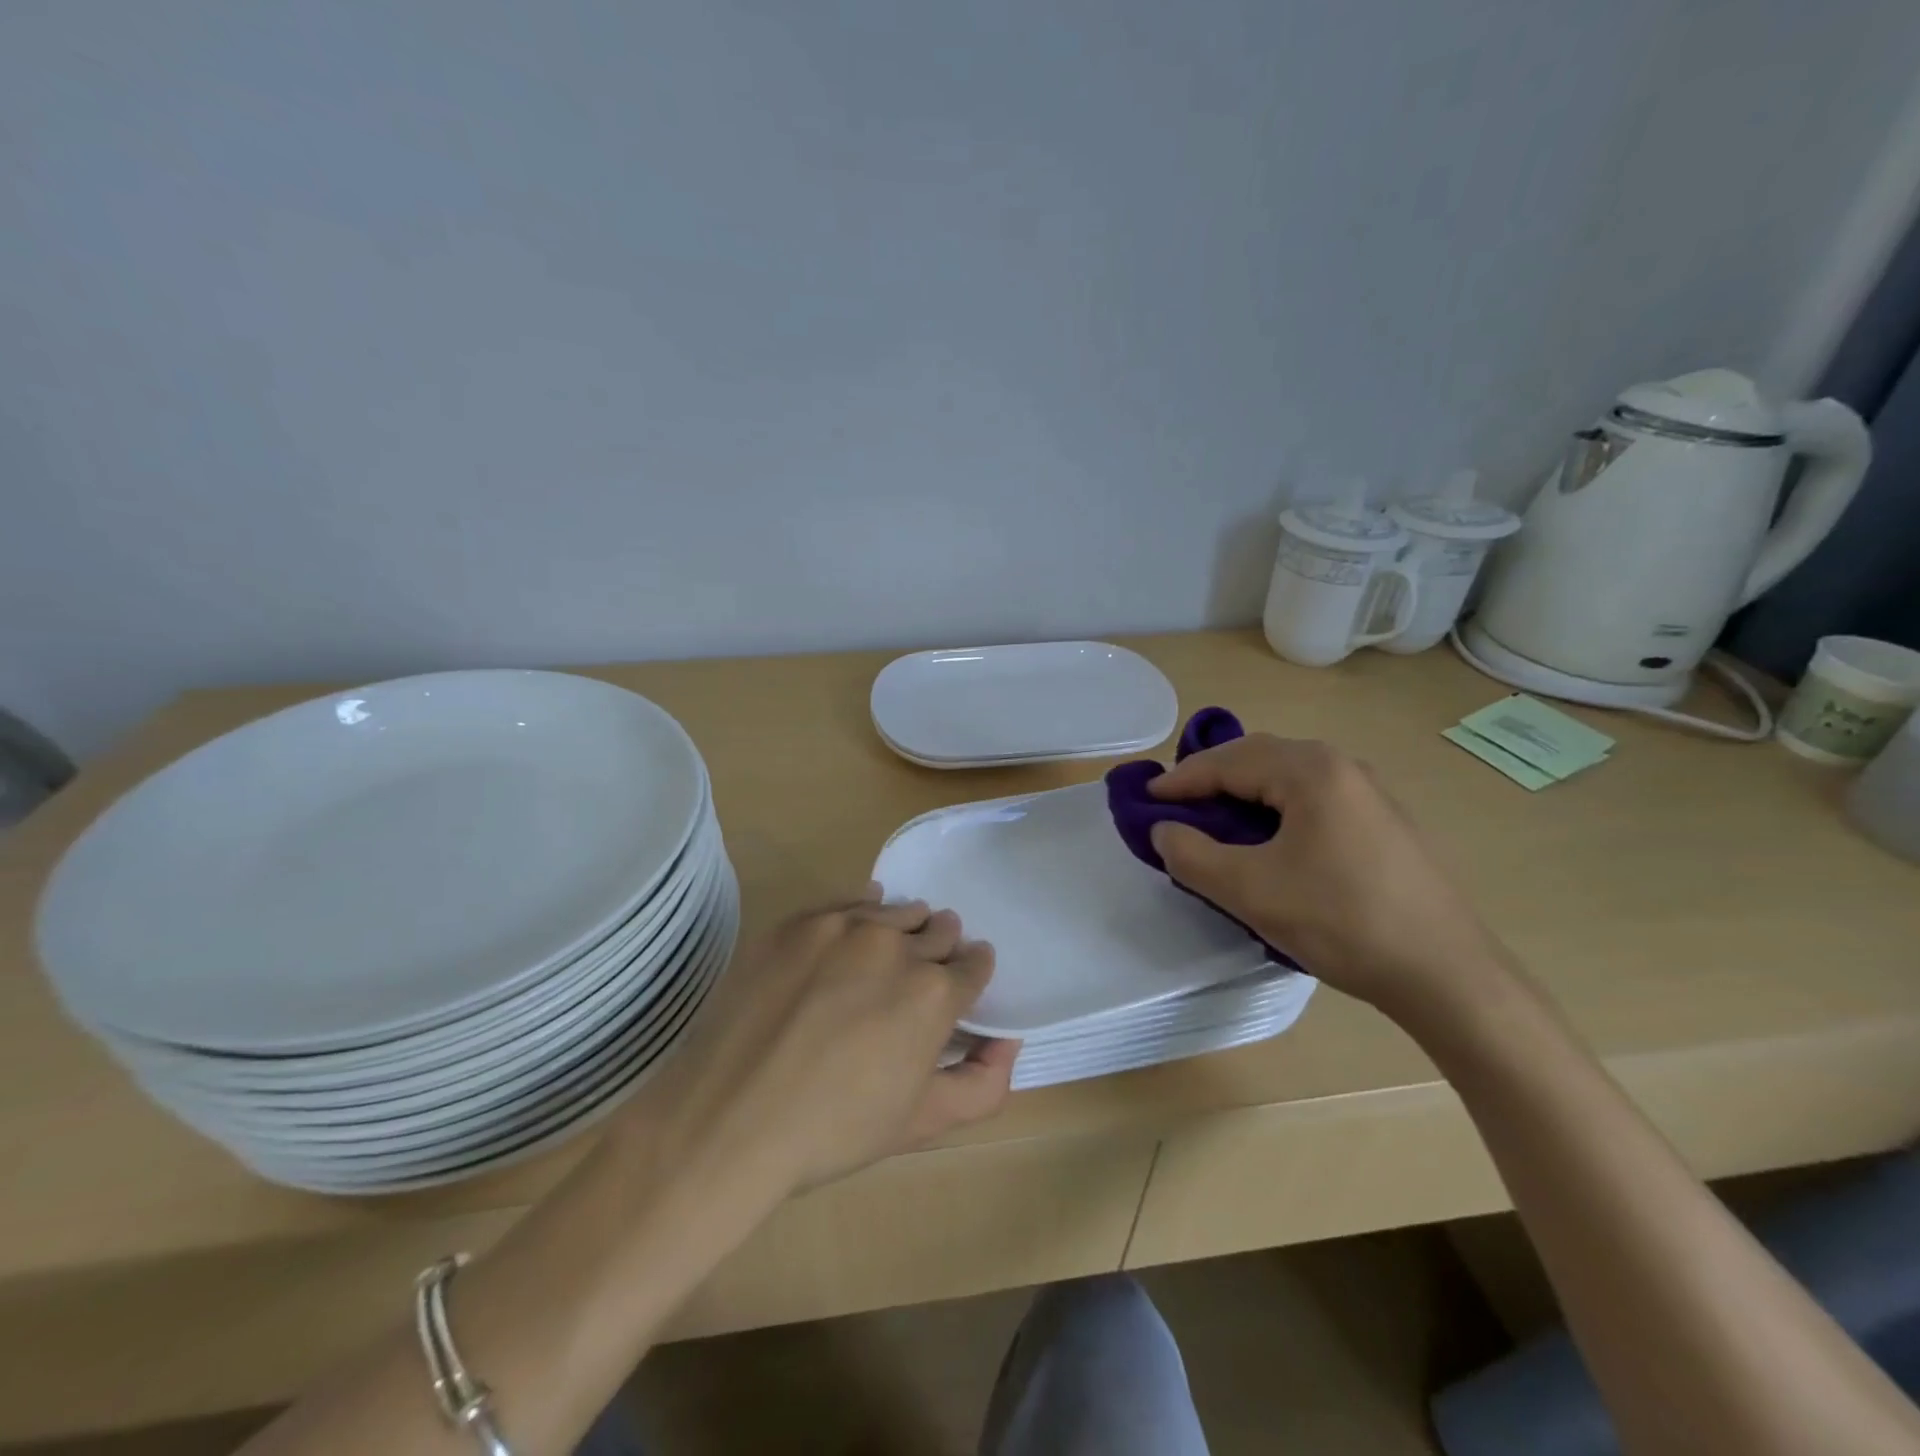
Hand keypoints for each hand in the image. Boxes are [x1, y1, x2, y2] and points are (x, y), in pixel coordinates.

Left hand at [616, 888, 1016, 1201]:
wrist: (727, 1120)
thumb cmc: (833, 1131)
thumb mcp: (922, 1123)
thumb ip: (983, 1084)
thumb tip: (1010, 1042)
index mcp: (935, 993)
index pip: (975, 963)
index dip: (970, 975)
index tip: (957, 986)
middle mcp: (897, 946)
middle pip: (939, 929)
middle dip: (940, 949)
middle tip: (918, 976)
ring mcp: (844, 926)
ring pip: (897, 911)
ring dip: (903, 929)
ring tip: (883, 957)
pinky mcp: (800, 921)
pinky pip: (850, 900)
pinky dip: (863, 910)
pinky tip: (854, 928)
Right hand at [1148, 735, 1504, 1015]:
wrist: (1446, 975)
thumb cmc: (1341, 922)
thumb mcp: (1250, 891)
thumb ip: (1192, 855)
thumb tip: (1164, 831)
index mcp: (1310, 771)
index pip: (1228, 761)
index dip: (1180, 781)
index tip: (1144, 802)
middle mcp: (1341, 766)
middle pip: (1258, 758)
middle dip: (1211, 779)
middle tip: (1176, 808)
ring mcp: (1369, 792)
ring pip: (1286, 777)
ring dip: (1243, 792)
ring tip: (1214, 823)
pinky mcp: (1382, 821)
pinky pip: (1312, 797)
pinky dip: (1275, 808)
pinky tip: (1268, 842)